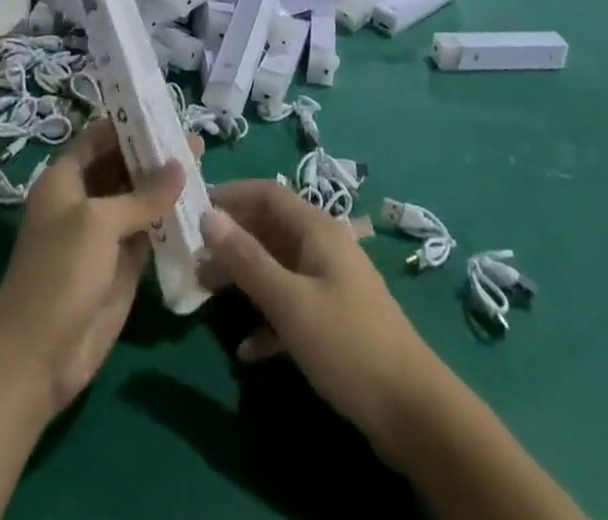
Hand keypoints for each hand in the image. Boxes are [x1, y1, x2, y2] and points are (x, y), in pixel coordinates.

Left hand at [0, 120, 187, 415]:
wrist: (38, 355)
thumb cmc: (59, 272)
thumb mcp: (99, 223)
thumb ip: (142, 195)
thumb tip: (180, 164)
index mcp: (65, 179)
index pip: (99, 138)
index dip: (127, 124)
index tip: (163, 111)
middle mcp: (84, 200)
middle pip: (122, 166)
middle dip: (154, 154)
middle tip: (194, 140)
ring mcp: (104, 235)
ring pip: (139, 200)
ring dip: (166, 187)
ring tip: (204, 166)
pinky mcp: (122, 266)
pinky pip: (150, 233)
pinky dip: (171, 221)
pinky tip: (199, 208)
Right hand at [202, 180, 440, 458]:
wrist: (414, 412)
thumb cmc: (347, 343)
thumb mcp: (289, 302)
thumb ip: (246, 258)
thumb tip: (207, 216)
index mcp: (316, 229)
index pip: (266, 193)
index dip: (230, 196)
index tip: (193, 209)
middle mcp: (323, 246)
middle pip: (269, 228)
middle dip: (232, 240)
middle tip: (193, 257)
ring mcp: (330, 282)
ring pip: (277, 266)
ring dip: (244, 277)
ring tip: (207, 294)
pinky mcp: (334, 319)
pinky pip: (291, 304)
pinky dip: (267, 318)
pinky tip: (247, 350)